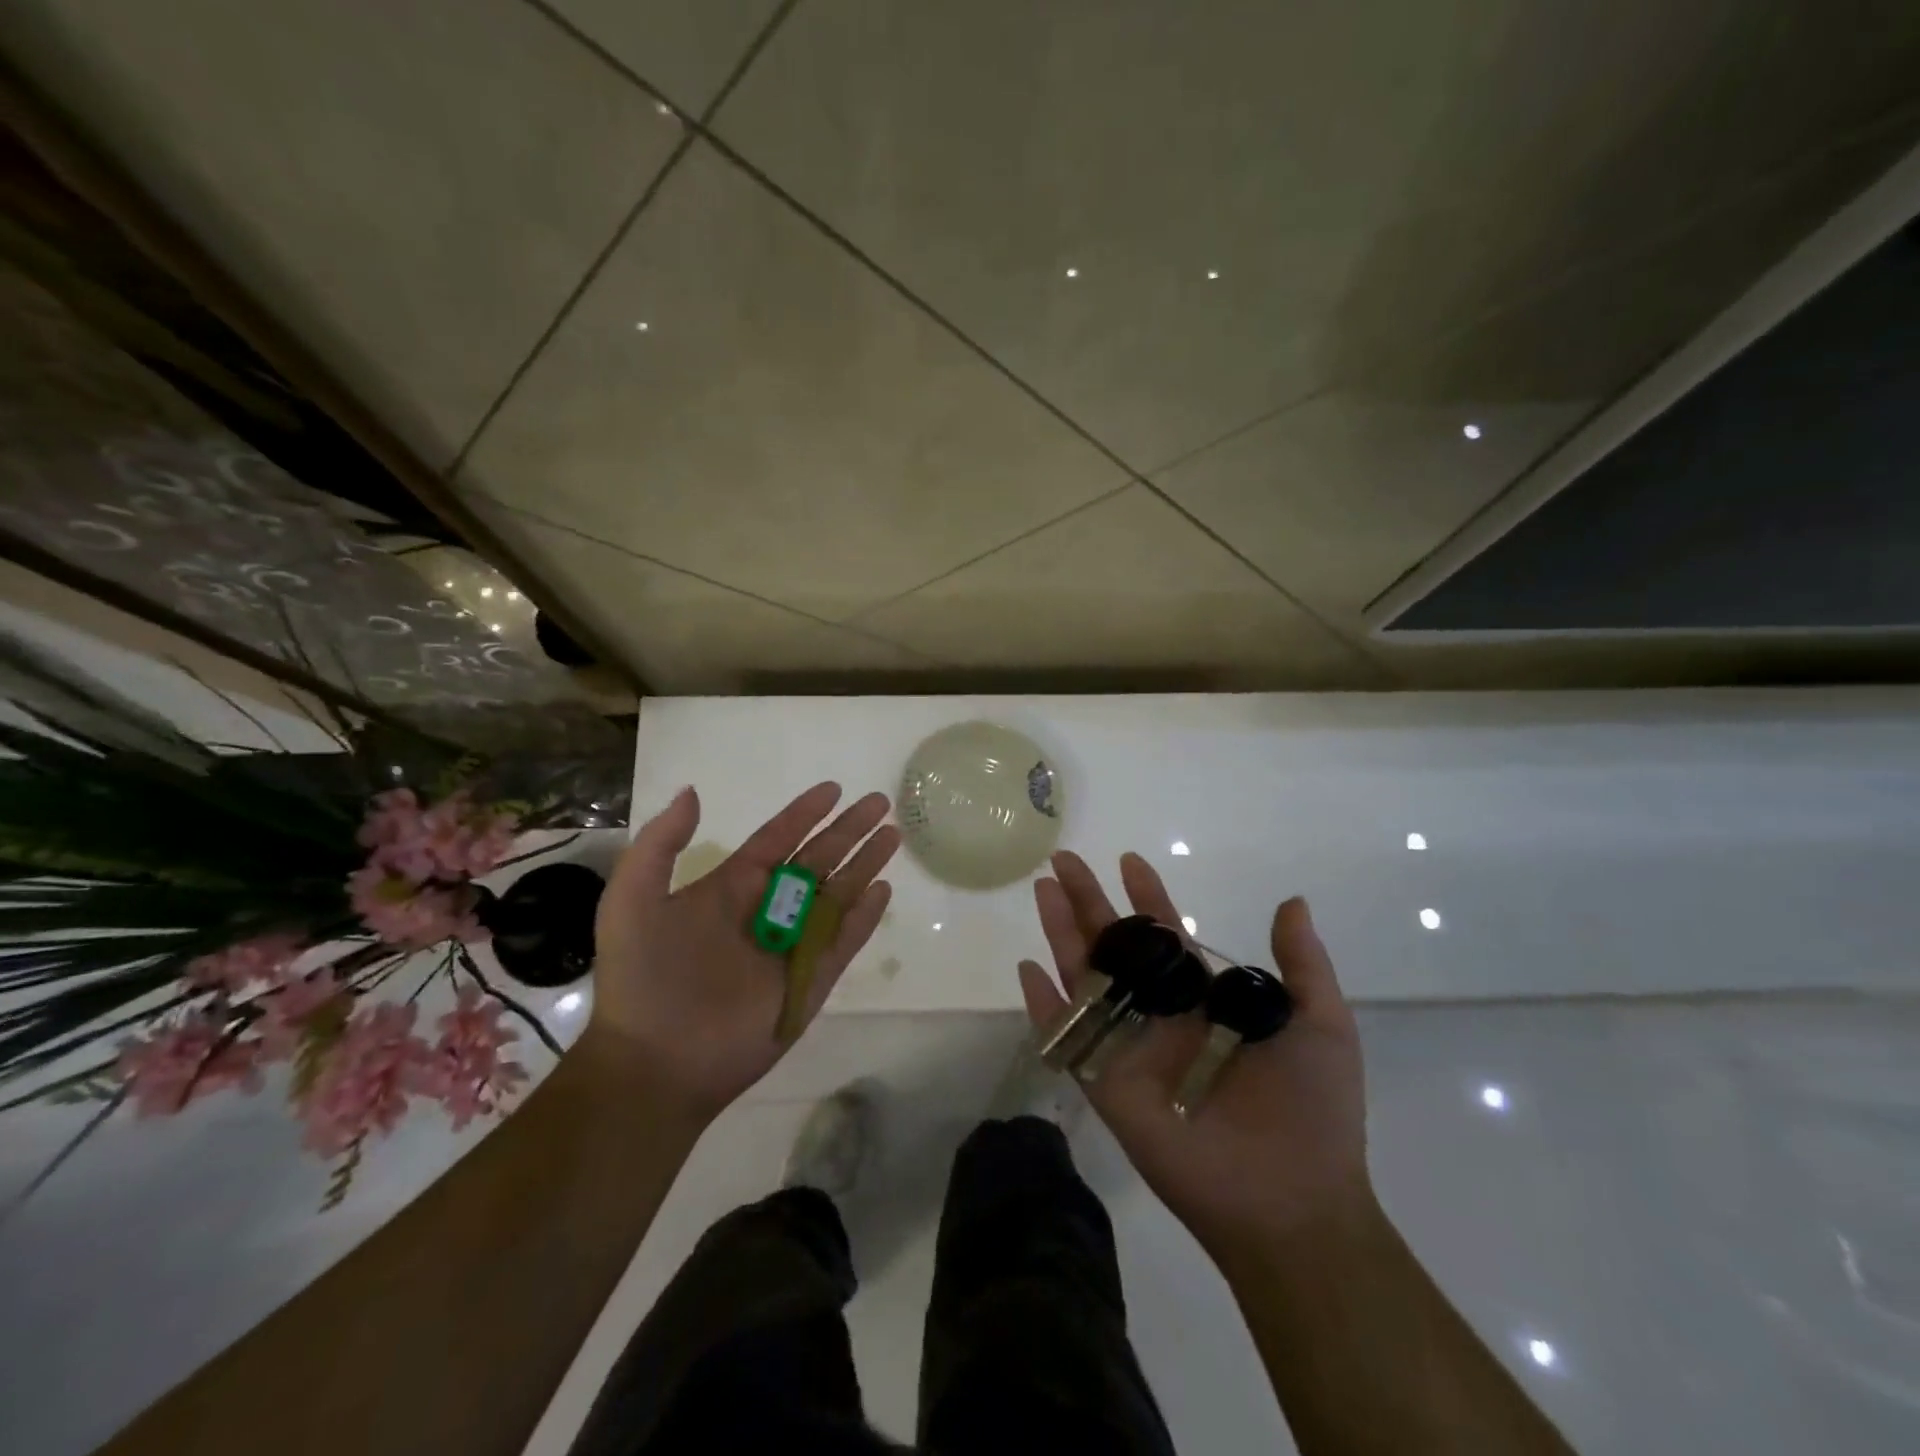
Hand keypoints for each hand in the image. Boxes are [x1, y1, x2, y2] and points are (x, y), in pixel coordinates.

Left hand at [584, 782, 898, 1120]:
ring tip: (893, 835)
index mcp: (729, 889)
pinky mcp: (810, 980)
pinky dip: (865, 916)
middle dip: (848, 830)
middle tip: (880, 802)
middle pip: (818, 859)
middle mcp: (766, 910)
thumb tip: (693, 792)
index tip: (833, 789)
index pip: (776, 840)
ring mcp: (792, 945)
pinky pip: (844, 940)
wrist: (657, 1063)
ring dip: (865, 863)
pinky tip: (883, 890)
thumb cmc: (644, 978)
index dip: (803, 814)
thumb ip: (659, 844)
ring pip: (838, 893)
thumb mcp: (632, 901)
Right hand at [1017, 851, 1371, 1252]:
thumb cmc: (1313, 1111)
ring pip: (1086, 977)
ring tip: (1043, 891)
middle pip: (1115, 946)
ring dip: (1061, 933)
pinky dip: (1044, 1005)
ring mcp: (1129, 1047)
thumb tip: (1293, 901)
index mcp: (1204, 1000)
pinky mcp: (1106, 1083)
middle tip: (1063, 860)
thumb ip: (1303, 962)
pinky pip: (1067, 1037)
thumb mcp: (1322, 1023)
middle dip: (1089, 902)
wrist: (1293, 1202)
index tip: (1130, 860)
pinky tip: (1028, 969)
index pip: (1167, 936)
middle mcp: (1161, 1015)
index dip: (1148, 897)